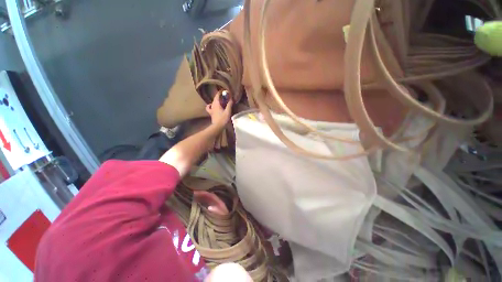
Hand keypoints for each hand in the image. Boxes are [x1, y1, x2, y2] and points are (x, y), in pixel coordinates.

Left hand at [206, 91, 233, 130]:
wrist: (218, 126)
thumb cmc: (223, 119)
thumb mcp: (228, 111)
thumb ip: (229, 105)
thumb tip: (231, 99)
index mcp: (216, 104)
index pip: (217, 96)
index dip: (220, 92)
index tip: (224, 91)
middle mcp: (212, 106)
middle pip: (215, 99)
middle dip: (219, 97)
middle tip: (224, 97)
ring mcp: (211, 110)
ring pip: (212, 103)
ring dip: (215, 101)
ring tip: (219, 102)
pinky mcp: (211, 114)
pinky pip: (210, 108)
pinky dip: (211, 106)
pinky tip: (214, 108)